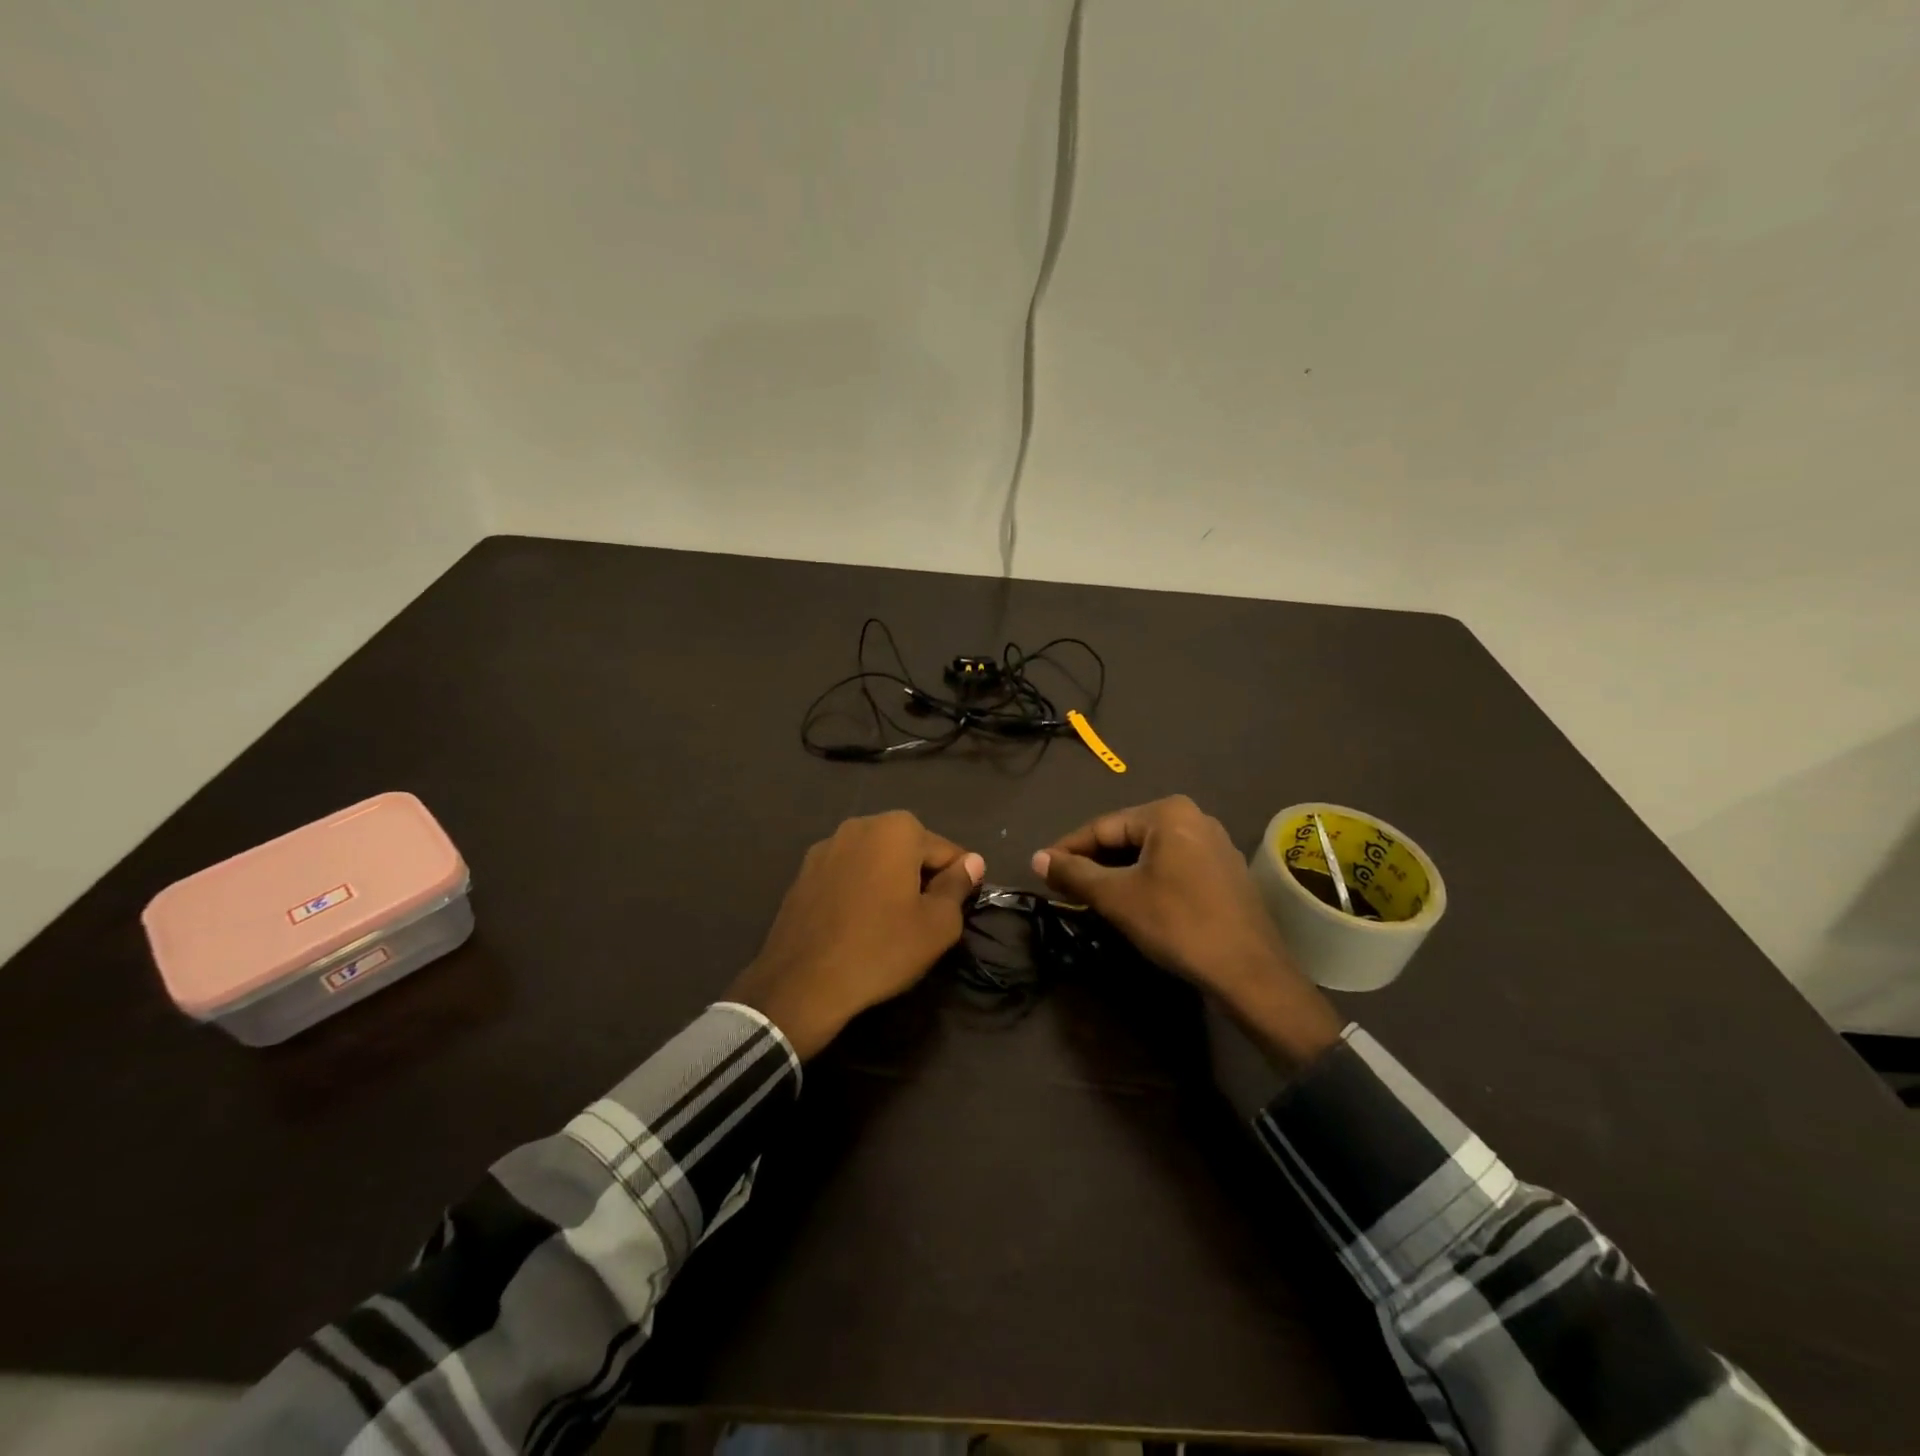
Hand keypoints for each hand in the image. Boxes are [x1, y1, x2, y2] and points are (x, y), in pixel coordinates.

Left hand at [728, 812, 984, 1059]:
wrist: (802, 983)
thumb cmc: (881, 949)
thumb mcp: (937, 924)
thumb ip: (958, 885)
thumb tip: (972, 862)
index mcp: (896, 829)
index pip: (946, 851)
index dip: (958, 882)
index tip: (956, 911)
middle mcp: (860, 825)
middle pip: (909, 850)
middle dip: (922, 877)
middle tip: (925, 920)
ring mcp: (826, 847)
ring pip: (876, 860)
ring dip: (890, 882)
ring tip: (891, 924)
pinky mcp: (804, 873)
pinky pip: (848, 874)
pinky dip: (860, 890)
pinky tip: (858, 924)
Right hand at [1033, 795, 1343, 1072]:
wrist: (1248, 971)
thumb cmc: (1177, 923)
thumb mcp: (1116, 897)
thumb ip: (1074, 873)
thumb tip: (1036, 858)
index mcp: (1167, 812)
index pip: (1102, 826)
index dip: (1067, 849)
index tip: (1041, 869)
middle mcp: (1194, 817)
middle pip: (1127, 838)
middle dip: (1094, 862)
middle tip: (1064, 887)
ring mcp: (1215, 844)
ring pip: (1150, 854)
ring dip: (1119, 873)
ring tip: (1091, 897)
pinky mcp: (1225, 871)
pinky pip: (1173, 866)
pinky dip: (1147, 880)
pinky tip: (1133, 902)